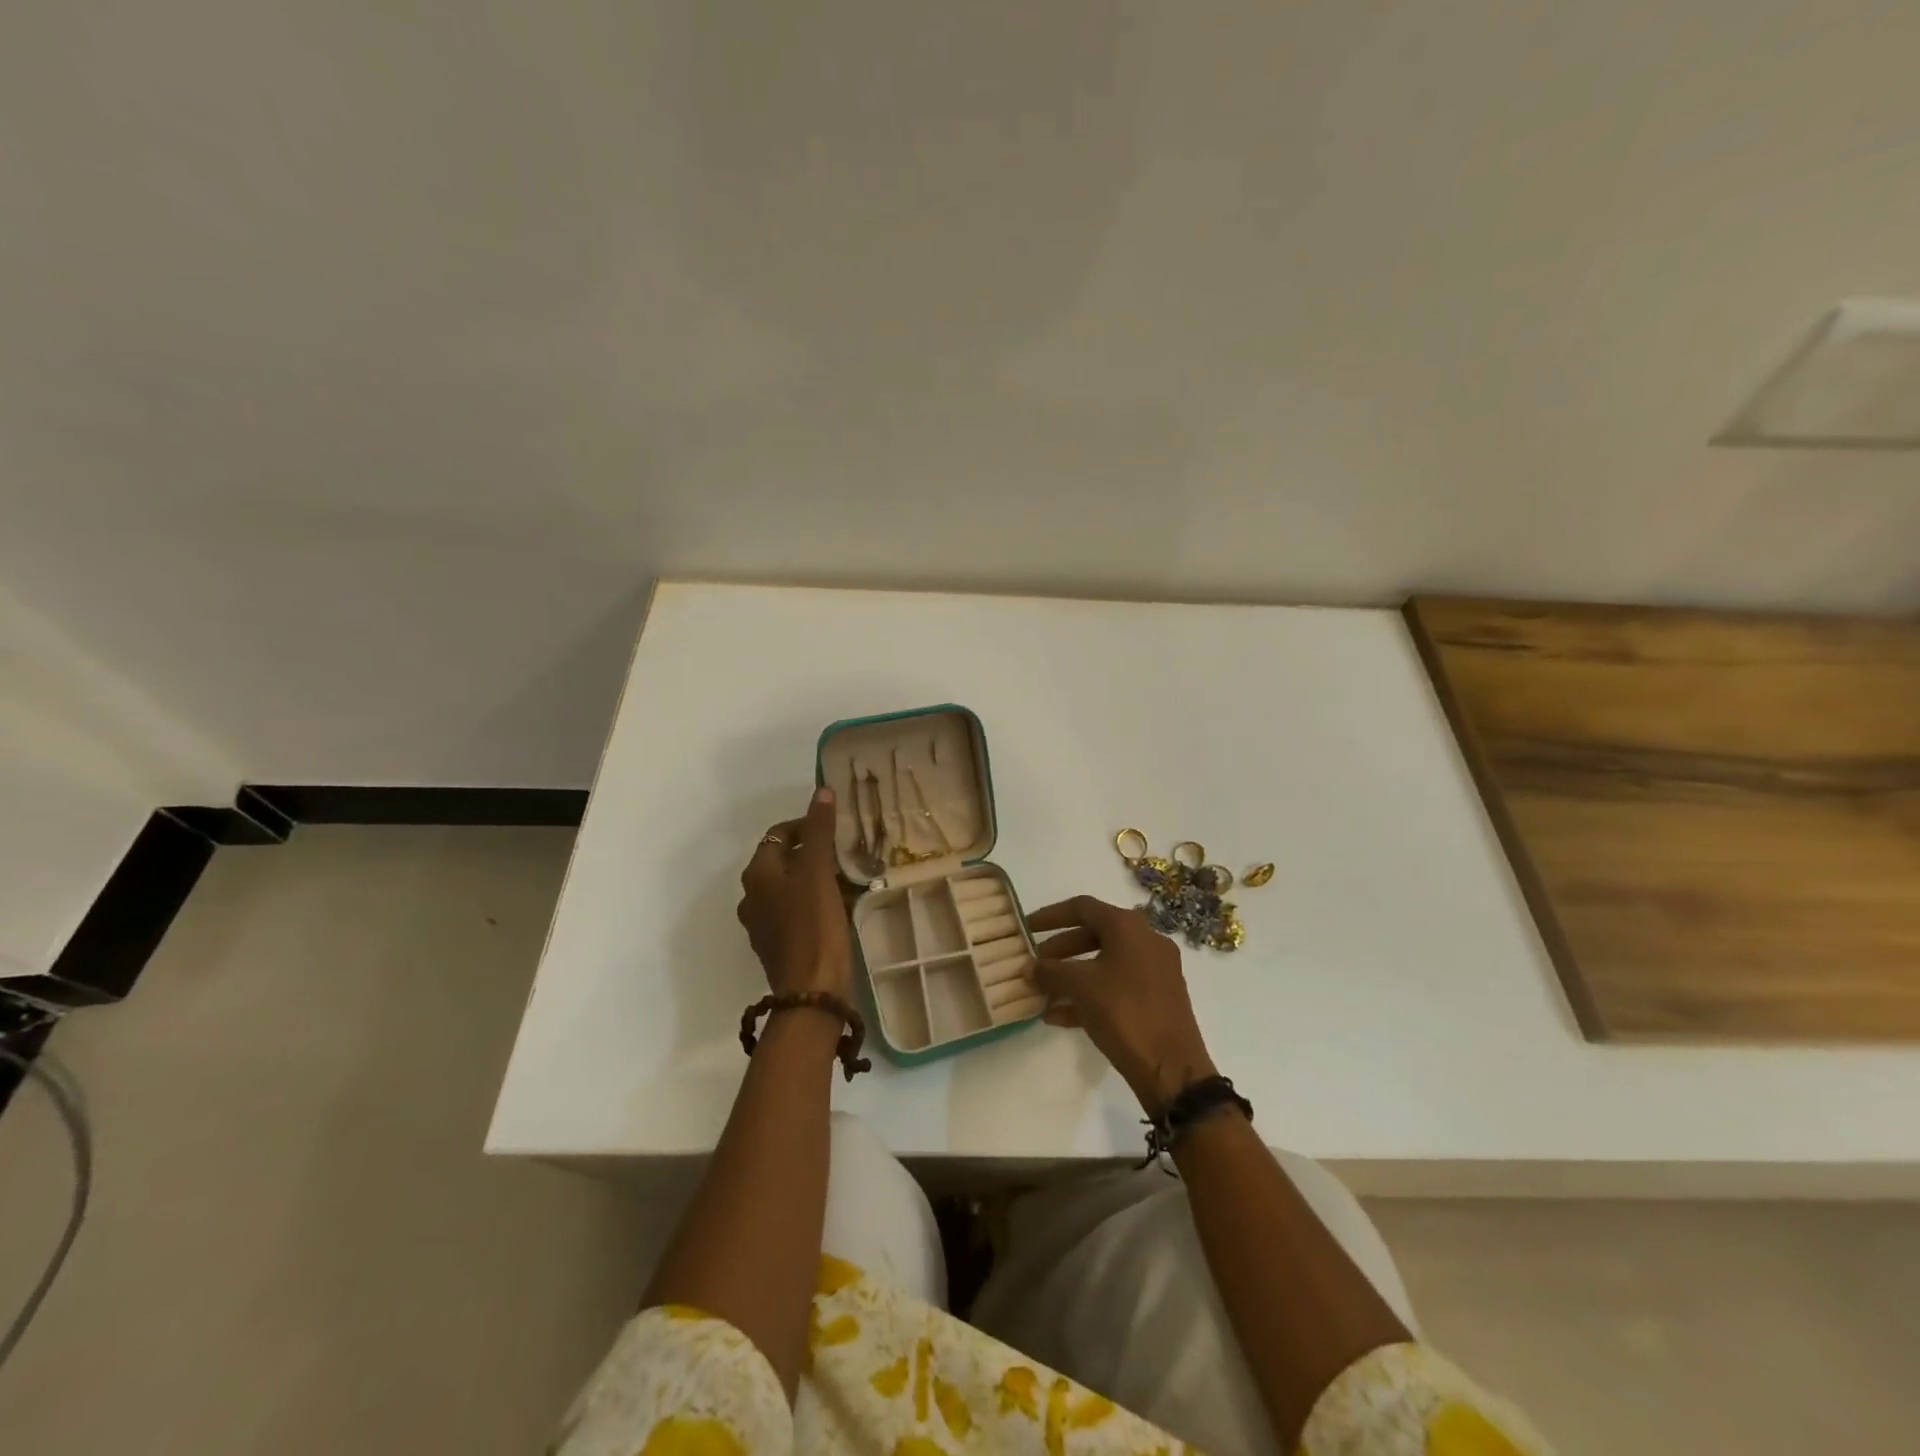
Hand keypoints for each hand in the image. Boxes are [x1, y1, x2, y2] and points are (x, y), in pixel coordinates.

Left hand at [737, 788, 852, 998]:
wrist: (812, 991)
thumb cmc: (813, 924)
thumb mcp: (817, 871)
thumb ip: (818, 830)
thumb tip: (821, 791)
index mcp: (757, 875)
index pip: (778, 834)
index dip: (806, 825)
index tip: (836, 828)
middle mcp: (752, 897)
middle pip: (784, 861)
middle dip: (813, 853)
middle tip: (845, 853)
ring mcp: (764, 925)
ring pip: (792, 888)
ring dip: (816, 878)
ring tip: (847, 879)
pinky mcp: (780, 946)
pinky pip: (797, 912)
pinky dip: (815, 902)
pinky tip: (839, 908)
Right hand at [1027, 895, 1216, 1115]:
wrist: (1173, 1069)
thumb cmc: (1124, 1013)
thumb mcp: (1080, 987)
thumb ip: (1050, 972)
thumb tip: (1029, 967)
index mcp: (1129, 927)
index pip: (1082, 907)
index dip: (1051, 916)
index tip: (1026, 928)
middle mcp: (1146, 940)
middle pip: (1094, 934)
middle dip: (1060, 949)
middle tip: (1036, 964)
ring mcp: (1156, 970)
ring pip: (1104, 962)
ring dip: (1072, 975)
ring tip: (1043, 993)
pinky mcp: (1159, 997)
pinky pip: (1117, 985)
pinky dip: (1090, 994)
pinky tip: (1060, 1017)